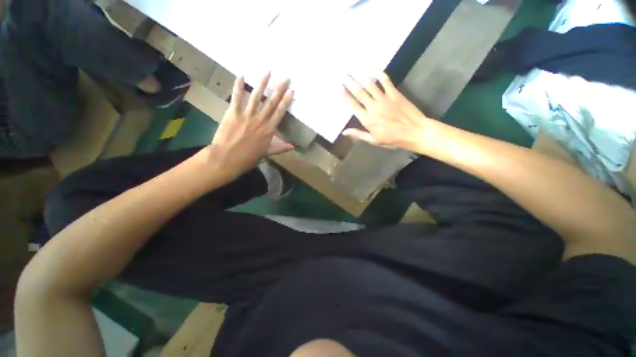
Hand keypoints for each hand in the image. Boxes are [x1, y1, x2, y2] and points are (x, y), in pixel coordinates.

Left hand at [208, 73, 293, 177]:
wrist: (227, 159)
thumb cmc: (248, 158)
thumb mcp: (266, 153)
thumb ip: (280, 148)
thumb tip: (293, 147)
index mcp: (269, 130)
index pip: (280, 113)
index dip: (286, 101)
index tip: (291, 91)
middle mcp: (260, 120)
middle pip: (271, 102)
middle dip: (279, 89)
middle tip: (285, 78)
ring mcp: (246, 115)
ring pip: (256, 96)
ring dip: (262, 83)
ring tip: (267, 72)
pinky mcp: (233, 113)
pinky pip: (237, 97)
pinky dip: (238, 86)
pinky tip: (241, 75)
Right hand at [342, 73, 432, 150]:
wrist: (415, 132)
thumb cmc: (393, 139)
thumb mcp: (374, 140)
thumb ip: (358, 134)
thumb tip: (344, 132)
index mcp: (367, 120)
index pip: (353, 105)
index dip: (345, 96)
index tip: (340, 88)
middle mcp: (373, 107)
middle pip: (359, 93)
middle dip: (350, 83)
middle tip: (343, 75)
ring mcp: (384, 99)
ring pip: (370, 85)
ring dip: (361, 77)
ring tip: (354, 71)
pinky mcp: (395, 94)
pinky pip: (386, 81)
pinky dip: (380, 74)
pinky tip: (374, 69)